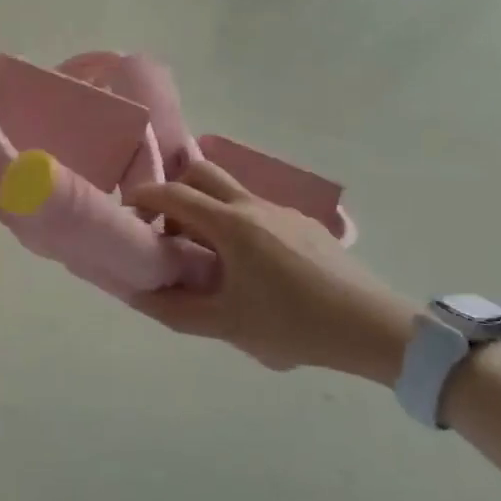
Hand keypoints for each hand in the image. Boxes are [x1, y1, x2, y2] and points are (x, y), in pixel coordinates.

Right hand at [128, 163, 414, 381]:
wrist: (372, 326)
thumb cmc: (294, 324)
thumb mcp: (228, 325)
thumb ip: (176, 310)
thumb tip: (137, 296)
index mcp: (231, 224)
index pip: (174, 194)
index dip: (144, 197)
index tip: (128, 213)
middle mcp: (254, 205)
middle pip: (202, 173)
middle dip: (175, 191)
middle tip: (166, 229)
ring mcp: (282, 211)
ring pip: (231, 192)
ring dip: (206, 210)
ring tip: (205, 256)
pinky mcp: (304, 224)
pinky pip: (256, 210)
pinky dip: (235, 223)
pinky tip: (249, 267)